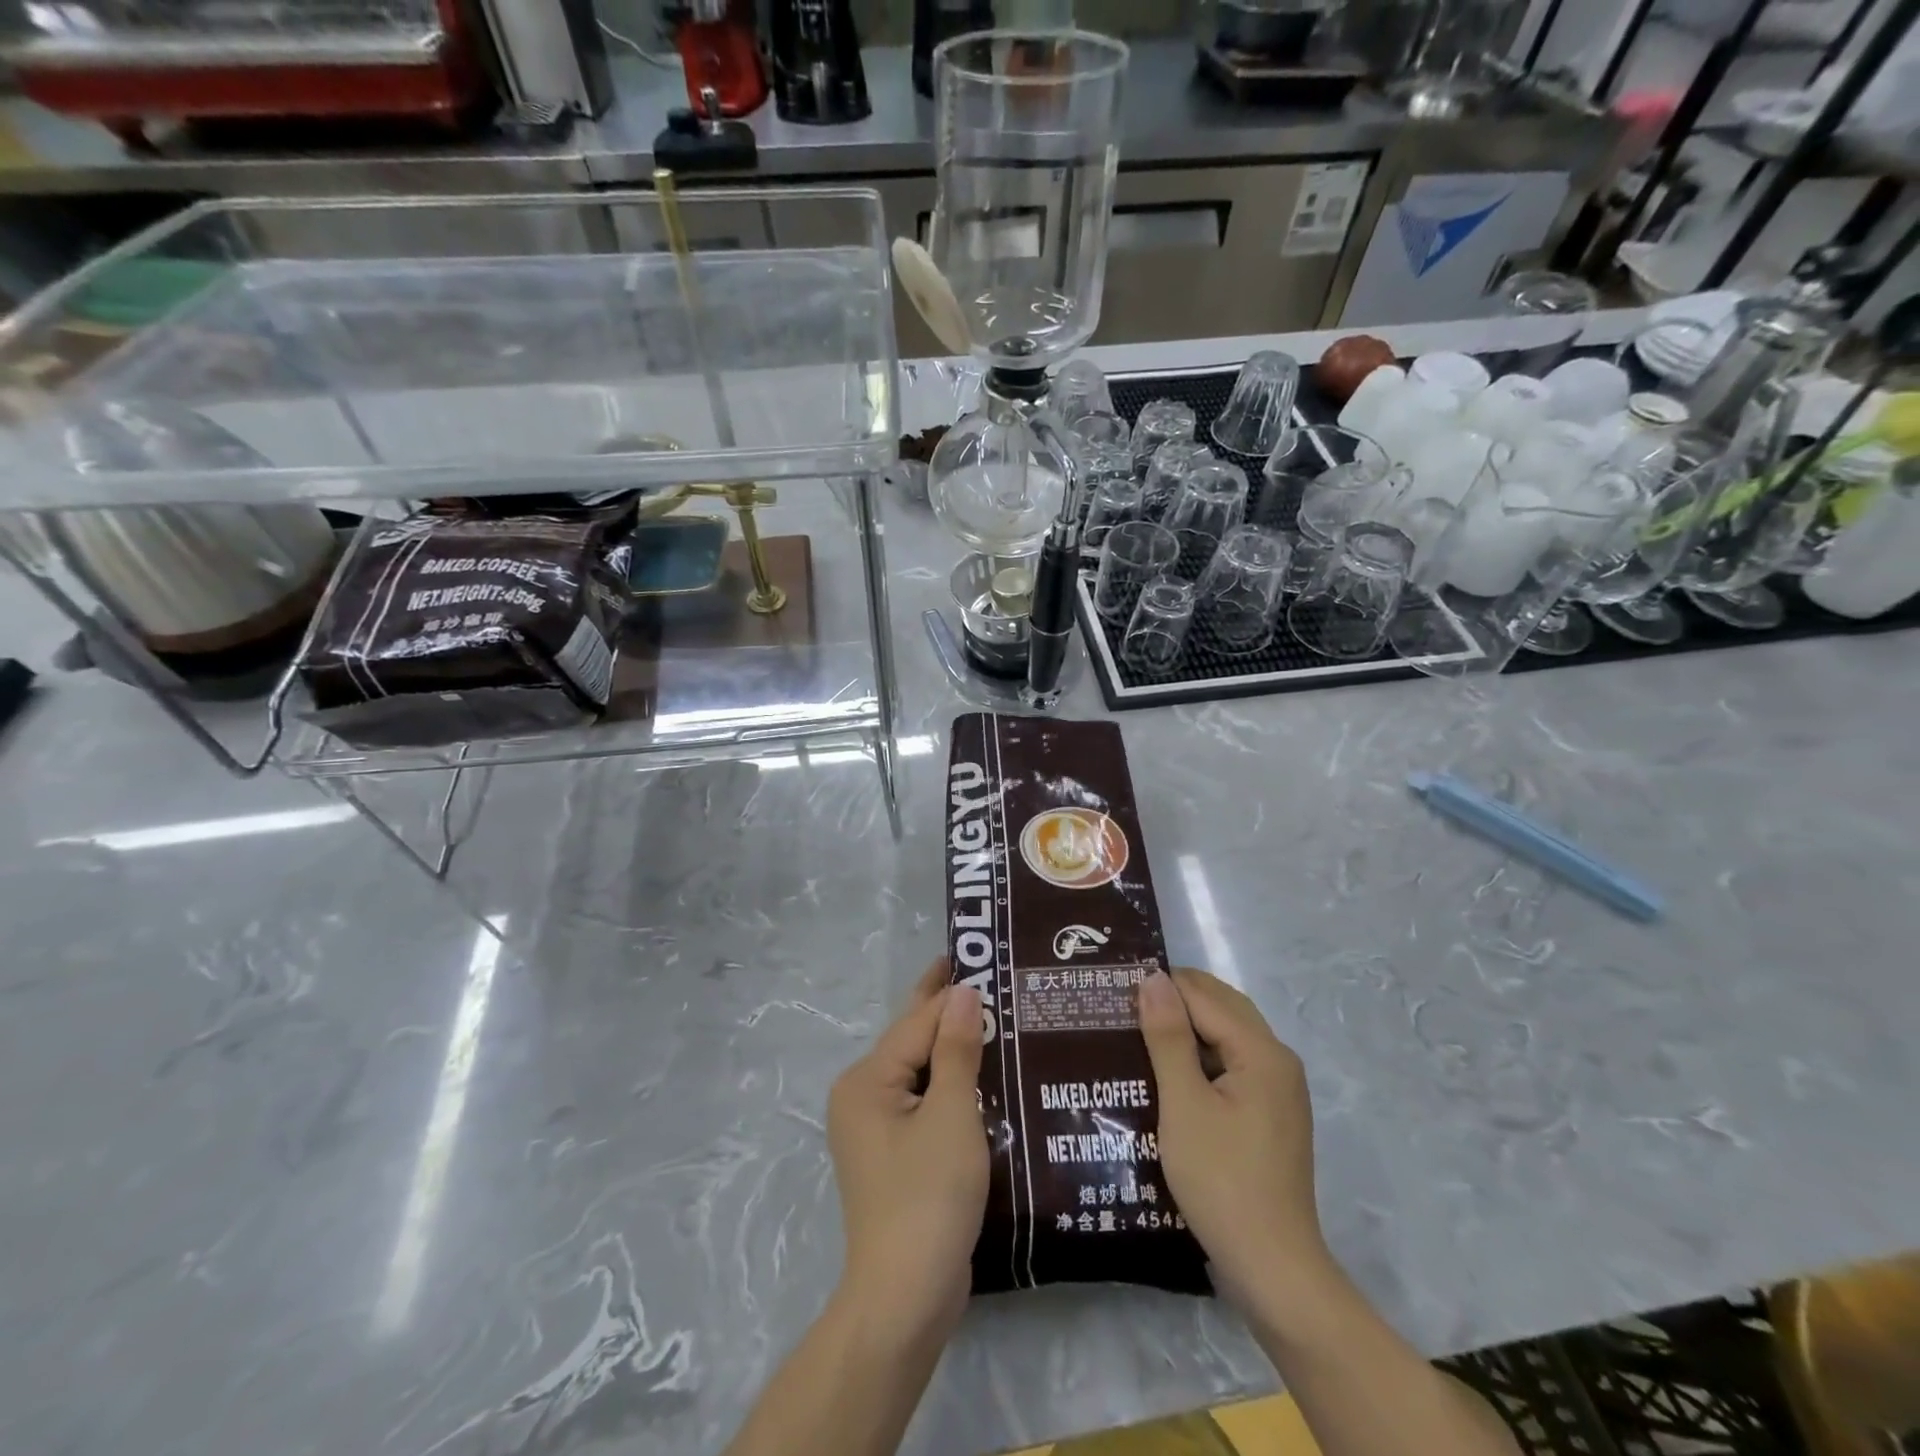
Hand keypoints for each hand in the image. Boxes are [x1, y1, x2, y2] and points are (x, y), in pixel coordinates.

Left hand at [827, 960, 987, 1340]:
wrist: (906, 1298)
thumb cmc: (928, 1197)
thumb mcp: (950, 1116)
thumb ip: (956, 1050)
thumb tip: (962, 991)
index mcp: (867, 1080)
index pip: (918, 1022)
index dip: (954, 991)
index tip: (986, 959)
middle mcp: (863, 1095)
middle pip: (914, 1042)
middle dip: (950, 1012)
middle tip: (991, 976)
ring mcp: (876, 1128)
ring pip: (922, 1072)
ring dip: (956, 1049)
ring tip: (999, 1018)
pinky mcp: (895, 1154)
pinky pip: (925, 1102)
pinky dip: (953, 1084)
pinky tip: (986, 1074)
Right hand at [1137, 968, 1332, 1320]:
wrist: (1272, 1268)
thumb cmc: (1221, 1180)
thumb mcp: (1183, 1104)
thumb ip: (1168, 1037)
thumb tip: (1153, 977)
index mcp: (1262, 1051)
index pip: (1204, 995)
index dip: (1161, 986)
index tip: (1115, 989)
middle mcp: (1277, 1060)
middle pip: (1222, 1007)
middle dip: (1175, 1000)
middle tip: (1123, 1006)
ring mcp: (1278, 1088)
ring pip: (1227, 1035)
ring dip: (1186, 1027)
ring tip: (1136, 1032)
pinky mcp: (1270, 1113)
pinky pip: (1232, 1063)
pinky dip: (1201, 1056)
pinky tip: (1166, 1071)